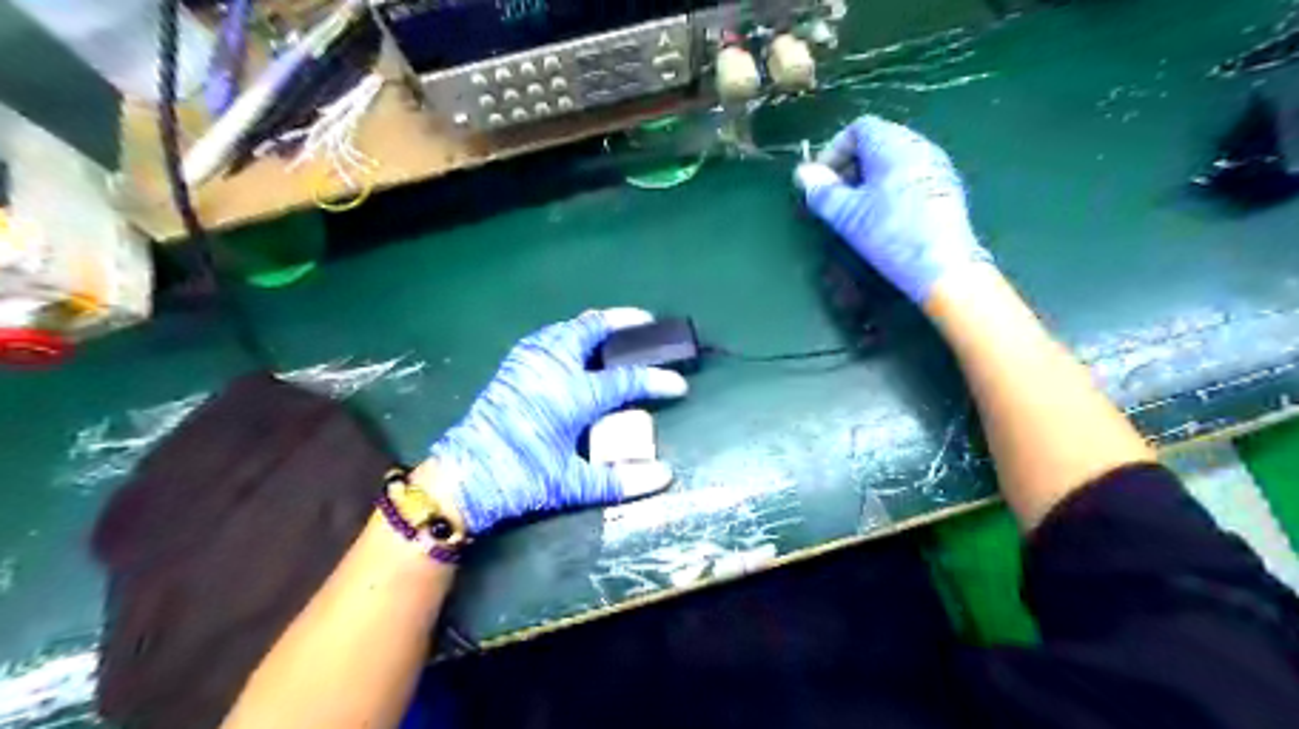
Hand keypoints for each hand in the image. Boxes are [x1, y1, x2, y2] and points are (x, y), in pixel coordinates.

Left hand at [431, 308, 688, 535]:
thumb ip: (620, 480)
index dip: (657, 381)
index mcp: (572, 394)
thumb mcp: (572, 485)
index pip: (626, 381)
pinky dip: (567, 334)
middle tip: (645, 320)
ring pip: (566, 328)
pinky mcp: (512, 367)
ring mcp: (529, 363)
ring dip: (593, 325)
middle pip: (591, 329)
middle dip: (623, 320)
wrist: (463, 477)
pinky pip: (546, 337)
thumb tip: (665, 477)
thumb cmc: (521, 478)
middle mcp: (553, 368)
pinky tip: (571, 346)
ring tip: (611, 330)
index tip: (679, 385)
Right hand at [791, 113, 997, 300]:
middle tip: (835, 196)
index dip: (834, 151)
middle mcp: (919, 146)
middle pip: (877, 142)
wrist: (943, 267)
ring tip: (855, 209)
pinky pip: (910, 175)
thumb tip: (802, 173)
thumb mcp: (847, 215)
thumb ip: (822, 191)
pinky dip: (889, 187)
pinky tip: (883, 217)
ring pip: (894, 160)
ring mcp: (937, 166)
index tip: (821, 180)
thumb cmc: (890, 234)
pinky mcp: (946, 188)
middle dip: (850, 166)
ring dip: (869, 178)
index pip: (859, 128)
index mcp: (894, 145)